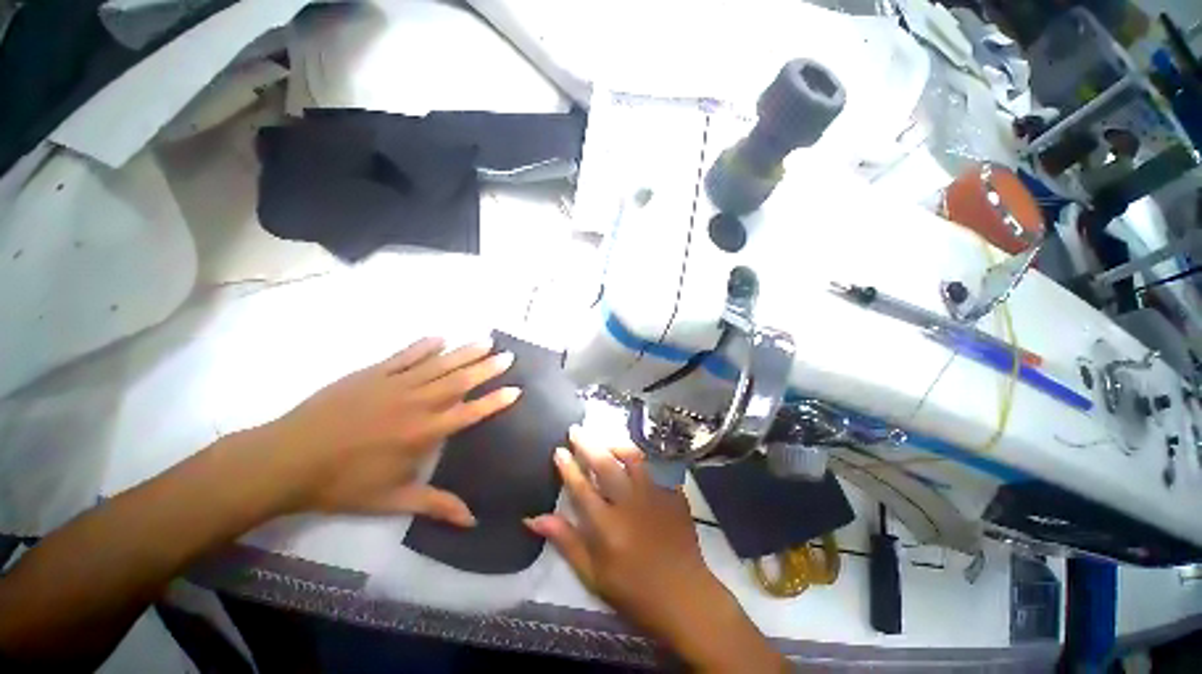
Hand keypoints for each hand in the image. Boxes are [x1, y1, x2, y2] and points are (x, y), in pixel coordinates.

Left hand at [253, 337, 519, 524]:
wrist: (287, 460)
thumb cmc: (343, 483)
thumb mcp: (392, 501)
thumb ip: (435, 506)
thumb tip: (472, 521)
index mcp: (423, 433)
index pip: (470, 413)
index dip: (495, 401)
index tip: (516, 389)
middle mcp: (416, 403)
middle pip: (460, 381)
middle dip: (487, 368)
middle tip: (508, 355)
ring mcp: (394, 384)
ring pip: (438, 364)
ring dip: (464, 352)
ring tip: (486, 341)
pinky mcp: (372, 374)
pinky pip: (405, 355)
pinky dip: (424, 346)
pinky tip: (440, 338)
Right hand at [525, 430, 786, 671]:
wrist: (684, 595)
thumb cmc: (633, 590)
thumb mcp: (593, 574)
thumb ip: (566, 541)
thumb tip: (533, 519)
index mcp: (606, 526)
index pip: (581, 488)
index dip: (568, 467)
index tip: (559, 450)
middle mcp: (629, 504)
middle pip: (605, 464)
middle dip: (587, 444)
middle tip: (576, 430)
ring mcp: (654, 495)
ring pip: (632, 458)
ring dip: (615, 444)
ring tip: (605, 438)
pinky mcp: (673, 493)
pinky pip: (655, 465)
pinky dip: (641, 457)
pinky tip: (634, 455)